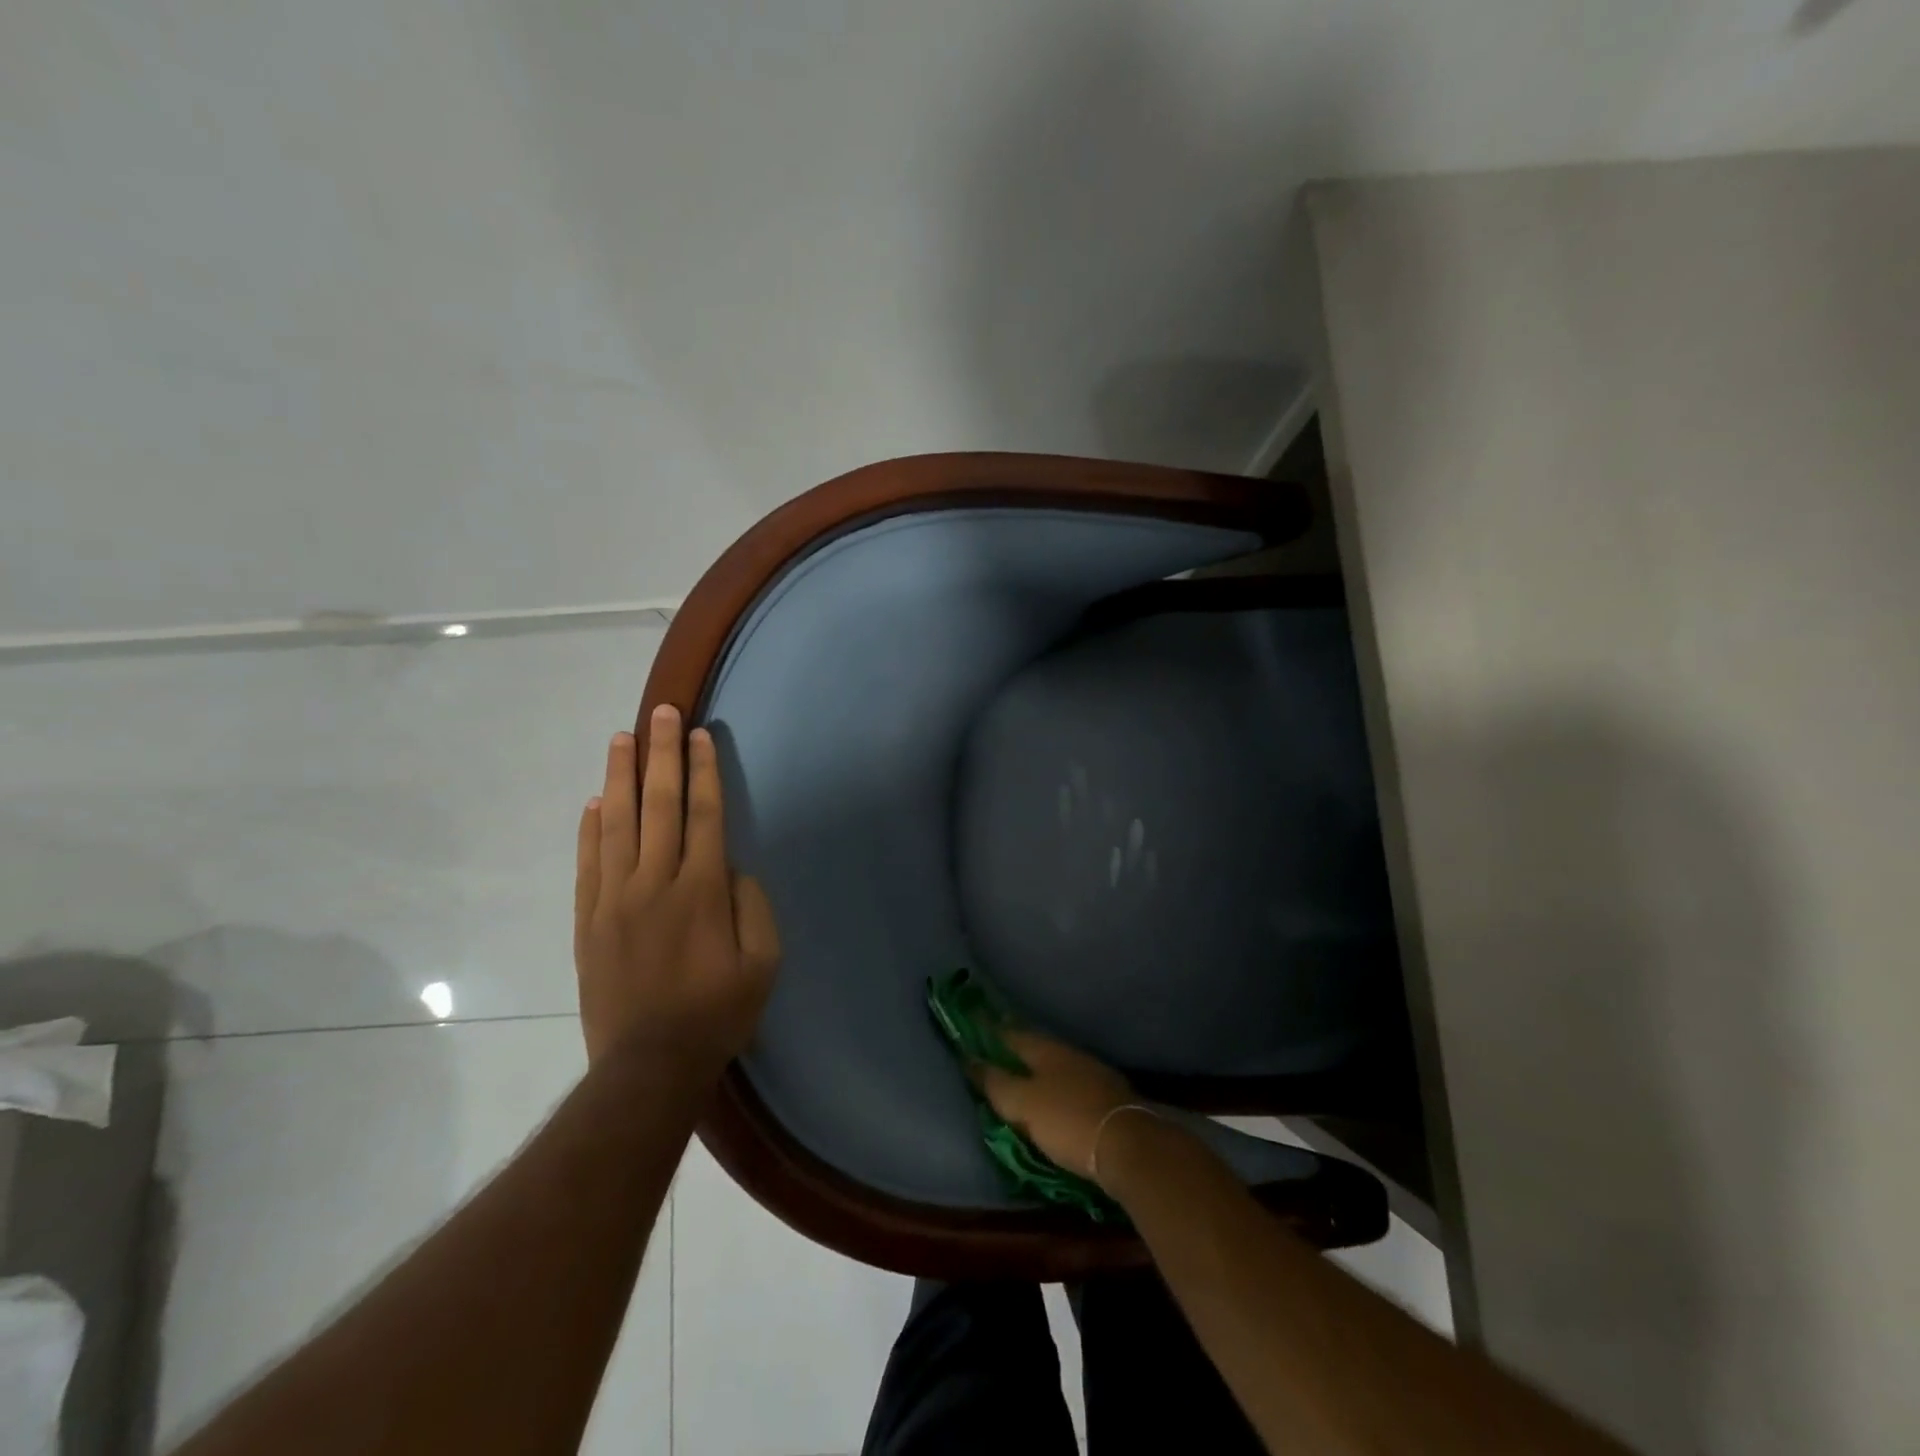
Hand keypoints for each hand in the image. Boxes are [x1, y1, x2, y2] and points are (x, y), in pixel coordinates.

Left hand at [573, 705, 781, 1070]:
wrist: (648, 1066)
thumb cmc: (718, 1013)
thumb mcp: (763, 963)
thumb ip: (752, 906)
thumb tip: (732, 868)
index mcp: (701, 891)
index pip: (703, 814)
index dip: (703, 771)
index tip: (700, 734)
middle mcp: (654, 883)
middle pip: (658, 806)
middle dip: (661, 754)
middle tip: (661, 712)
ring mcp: (614, 900)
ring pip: (616, 825)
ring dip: (619, 778)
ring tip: (621, 739)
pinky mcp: (588, 921)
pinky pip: (587, 863)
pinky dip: (589, 829)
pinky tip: (594, 802)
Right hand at [977, 1029, 1136, 1180]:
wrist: (1130, 1145)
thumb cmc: (1068, 1120)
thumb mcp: (1023, 1104)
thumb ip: (996, 1083)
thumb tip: (970, 1060)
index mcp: (1046, 1050)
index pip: (1012, 1034)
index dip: (992, 1031)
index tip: (976, 1025)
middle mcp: (1069, 1054)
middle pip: (1036, 1047)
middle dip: (1017, 1049)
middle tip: (997, 1053)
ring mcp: (1093, 1074)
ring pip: (1057, 1066)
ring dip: (1039, 1070)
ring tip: (1023, 1078)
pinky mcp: (1108, 1098)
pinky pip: (1073, 1086)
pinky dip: (1058, 1089)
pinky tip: (1055, 1100)